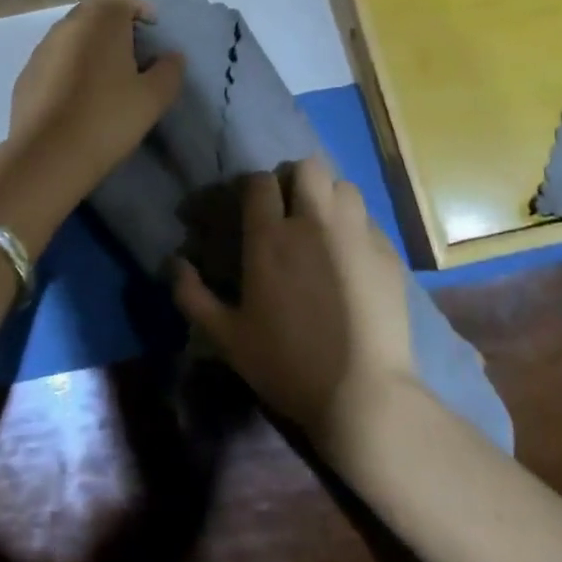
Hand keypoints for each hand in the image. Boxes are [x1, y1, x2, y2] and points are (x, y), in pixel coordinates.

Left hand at [2, 0, 183, 212]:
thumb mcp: (153, 98)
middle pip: (97, 10)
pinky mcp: (26, 73)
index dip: (142, 9)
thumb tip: (172, 57)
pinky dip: (71, 65)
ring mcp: (42, 47)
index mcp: (102, 20)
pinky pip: (56, 58)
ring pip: (73, 34)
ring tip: (107, 76)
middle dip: (116, 24)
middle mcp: (69, 24)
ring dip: (92, 45)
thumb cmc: (108, 118)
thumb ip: (169, 71)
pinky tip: (78, 95)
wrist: (47, 155)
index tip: (153, 33)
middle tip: (134, 53)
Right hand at [173, 158, 417, 450]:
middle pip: (308, 167)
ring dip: (329, 196)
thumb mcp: (227, 338)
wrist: (363, 395)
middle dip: (296, 179)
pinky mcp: (388, 253)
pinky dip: (357, 226)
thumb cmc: (287, 364)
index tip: (251, 206)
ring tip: (324, 224)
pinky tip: (352, 254)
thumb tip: (174, 264)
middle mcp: (314, 223)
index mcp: (270, 238)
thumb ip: (193, 297)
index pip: (260, 182)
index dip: (254, 187)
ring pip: (344, 186)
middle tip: (291, 207)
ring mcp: (356, 235)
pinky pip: (370, 220)